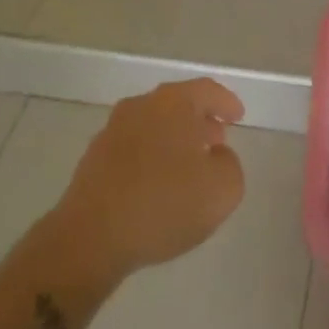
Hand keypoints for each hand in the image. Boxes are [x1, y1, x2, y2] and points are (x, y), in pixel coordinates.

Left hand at [53, 77, 246, 278]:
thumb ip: (230, 164)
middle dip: (199, 120)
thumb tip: (216, 155)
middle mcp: (140, 107)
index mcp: (172, 103)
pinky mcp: (93, 160)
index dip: (226, 102)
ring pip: (153, 125)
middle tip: (216, 140)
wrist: (90, 238)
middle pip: (177, 104)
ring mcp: (112, 132)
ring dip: (174, 139)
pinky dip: (151, 157)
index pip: (207, 90)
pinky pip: (133, 148)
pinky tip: (158, 185)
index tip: (238, 117)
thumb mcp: (222, 190)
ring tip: (189, 166)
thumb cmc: (163, 205)